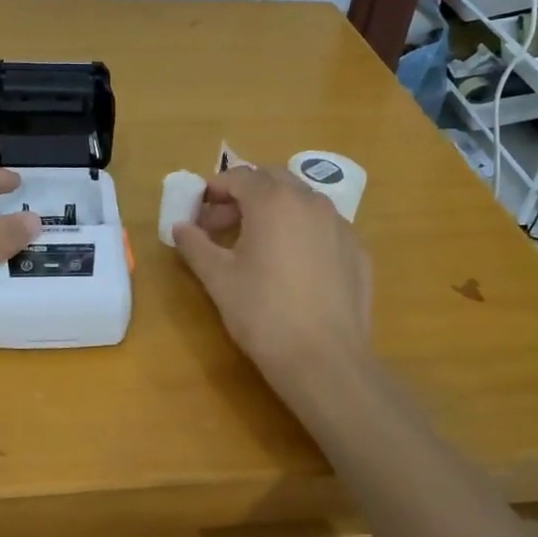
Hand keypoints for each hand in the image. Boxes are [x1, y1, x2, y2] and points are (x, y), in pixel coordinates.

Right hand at [173, 165, 373, 388]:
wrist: (325, 360)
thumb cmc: (263, 313)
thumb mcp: (218, 278)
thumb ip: (195, 245)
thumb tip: (180, 228)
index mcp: (273, 201)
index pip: (240, 176)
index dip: (215, 188)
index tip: (199, 208)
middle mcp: (310, 201)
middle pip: (273, 179)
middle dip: (245, 194)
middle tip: (223, 224)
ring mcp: (340, 224)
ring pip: (302, 200)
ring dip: (275, 209)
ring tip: (256, 243)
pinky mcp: (358, 250)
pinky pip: (324, 226)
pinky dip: (302, 230)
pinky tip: (292, 264)